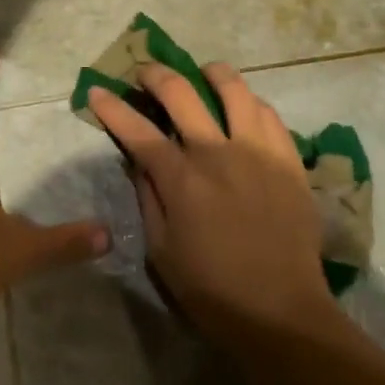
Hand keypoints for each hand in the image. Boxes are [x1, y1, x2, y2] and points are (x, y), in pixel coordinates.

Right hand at [88, 62, 334, 345]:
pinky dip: (250, 102)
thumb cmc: (212, 290)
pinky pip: (268, 114)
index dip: (111, 107)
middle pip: (180, 92)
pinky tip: (244, 108)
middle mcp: (216, 153)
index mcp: (181, 179)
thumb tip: (140, 162)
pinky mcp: (288, 160)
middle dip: (154, 74)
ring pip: (234, 88)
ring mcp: (257, 151)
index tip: (96, 91)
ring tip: (203, 73)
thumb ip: (149, 199)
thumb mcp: (161, 252)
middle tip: (144, 73)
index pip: (137, 130)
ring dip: (211, 73)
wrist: (282, 311)